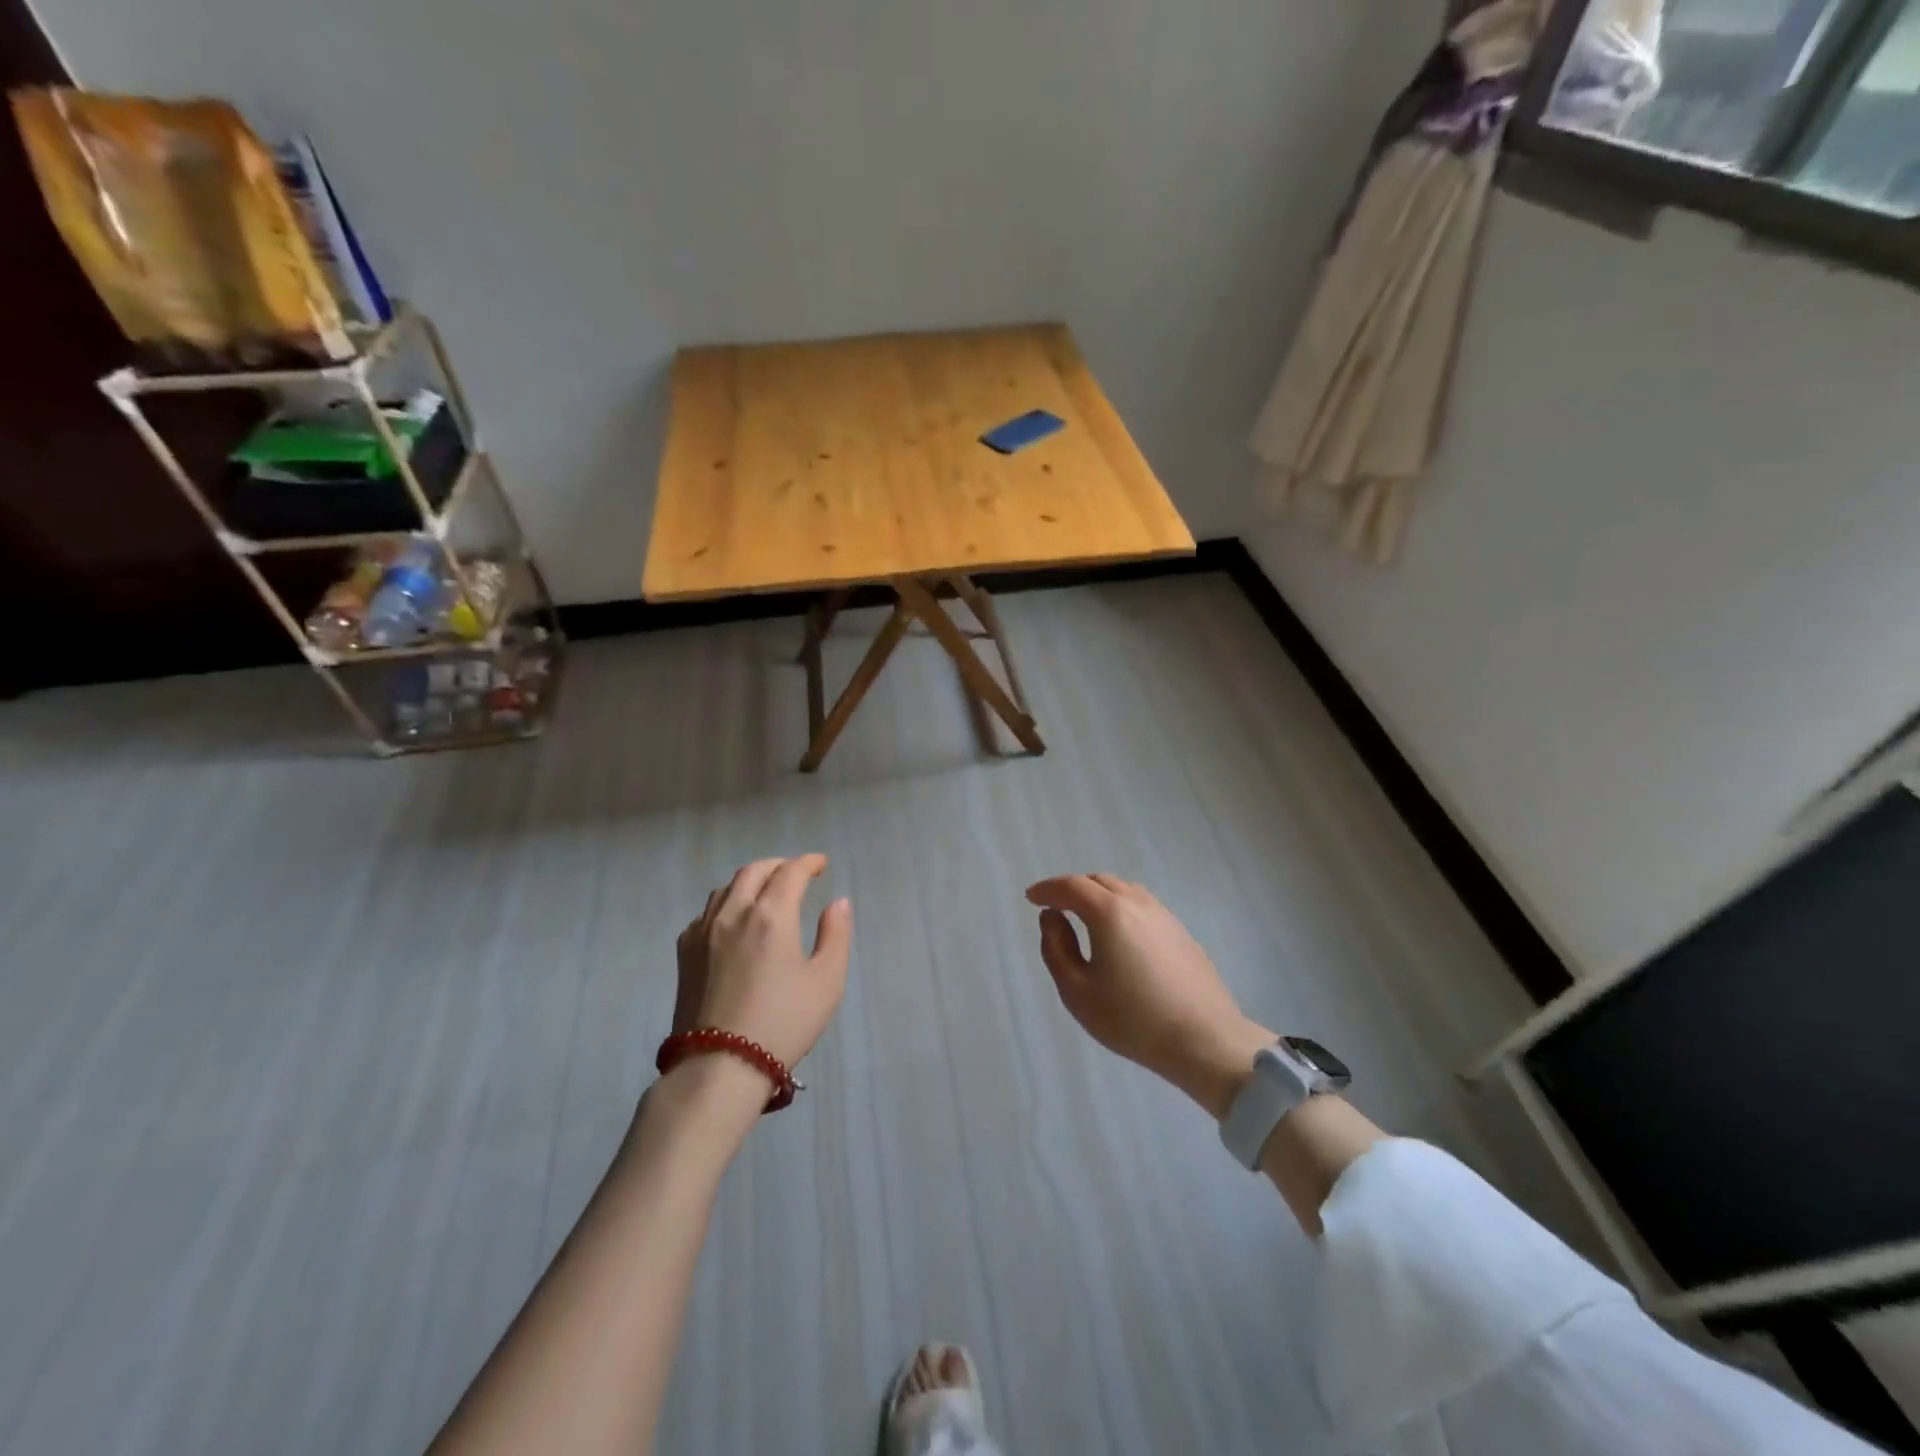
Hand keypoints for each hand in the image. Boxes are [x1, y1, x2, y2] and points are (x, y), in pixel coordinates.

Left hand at [673, 855, 853, 1071]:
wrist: (719, 1067)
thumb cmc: (782, 1024)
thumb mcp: (826, 982)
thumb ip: (835, 935)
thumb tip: (838, 903)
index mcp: (770, 915)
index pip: (790, 872)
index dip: (808, 862)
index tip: (821, 864)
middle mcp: (733, 913)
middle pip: (754, 871)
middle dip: (778, 865)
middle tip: (796, 873)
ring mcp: (703, 932)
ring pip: (726, 888)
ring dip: (750, 880)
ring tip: (765, 891)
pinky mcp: (685, 953)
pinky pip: (706, 912)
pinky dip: (726, 903)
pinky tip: (734, 921)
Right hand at [1026, 874, 1271, 1118]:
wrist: (1204, 1040)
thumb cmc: (1132, 1019)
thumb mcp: (1077, 991)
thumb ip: (1056, 948)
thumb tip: (1052, 917)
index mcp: (1109, 912)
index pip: (1071, 887)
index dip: (1047, 889)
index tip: (1031, 898)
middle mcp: (1137, 903)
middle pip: (1099, 881)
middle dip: (1073, 888)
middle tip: (1056, 907)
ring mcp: (1164, 915)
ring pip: (1124, 890)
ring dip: (1099, 896)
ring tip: (1085, 917)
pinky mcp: (1181, 932)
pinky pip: (1142, 906)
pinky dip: (1121, 908)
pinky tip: (1119, 934)